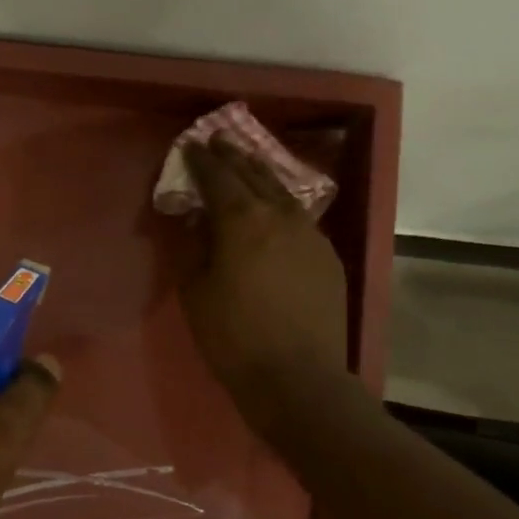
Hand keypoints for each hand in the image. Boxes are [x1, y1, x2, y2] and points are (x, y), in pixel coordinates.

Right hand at [176, 135, 350, 445]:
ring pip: (283, 192)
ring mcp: (311, 235)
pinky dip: (282, 205)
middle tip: (217, 141)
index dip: (201, 160)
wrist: (297, 377)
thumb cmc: (232, 337)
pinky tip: (277, 211)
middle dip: (233, 157)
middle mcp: (281, 216)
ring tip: (248, 165)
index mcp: (242, 220)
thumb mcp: (195, 292)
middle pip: (254, 175)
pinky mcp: (328, 257)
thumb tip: (193, 219)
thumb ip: (192, 247)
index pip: (218, 177)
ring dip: (262, 175)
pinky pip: (300, 218)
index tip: (190, 146)